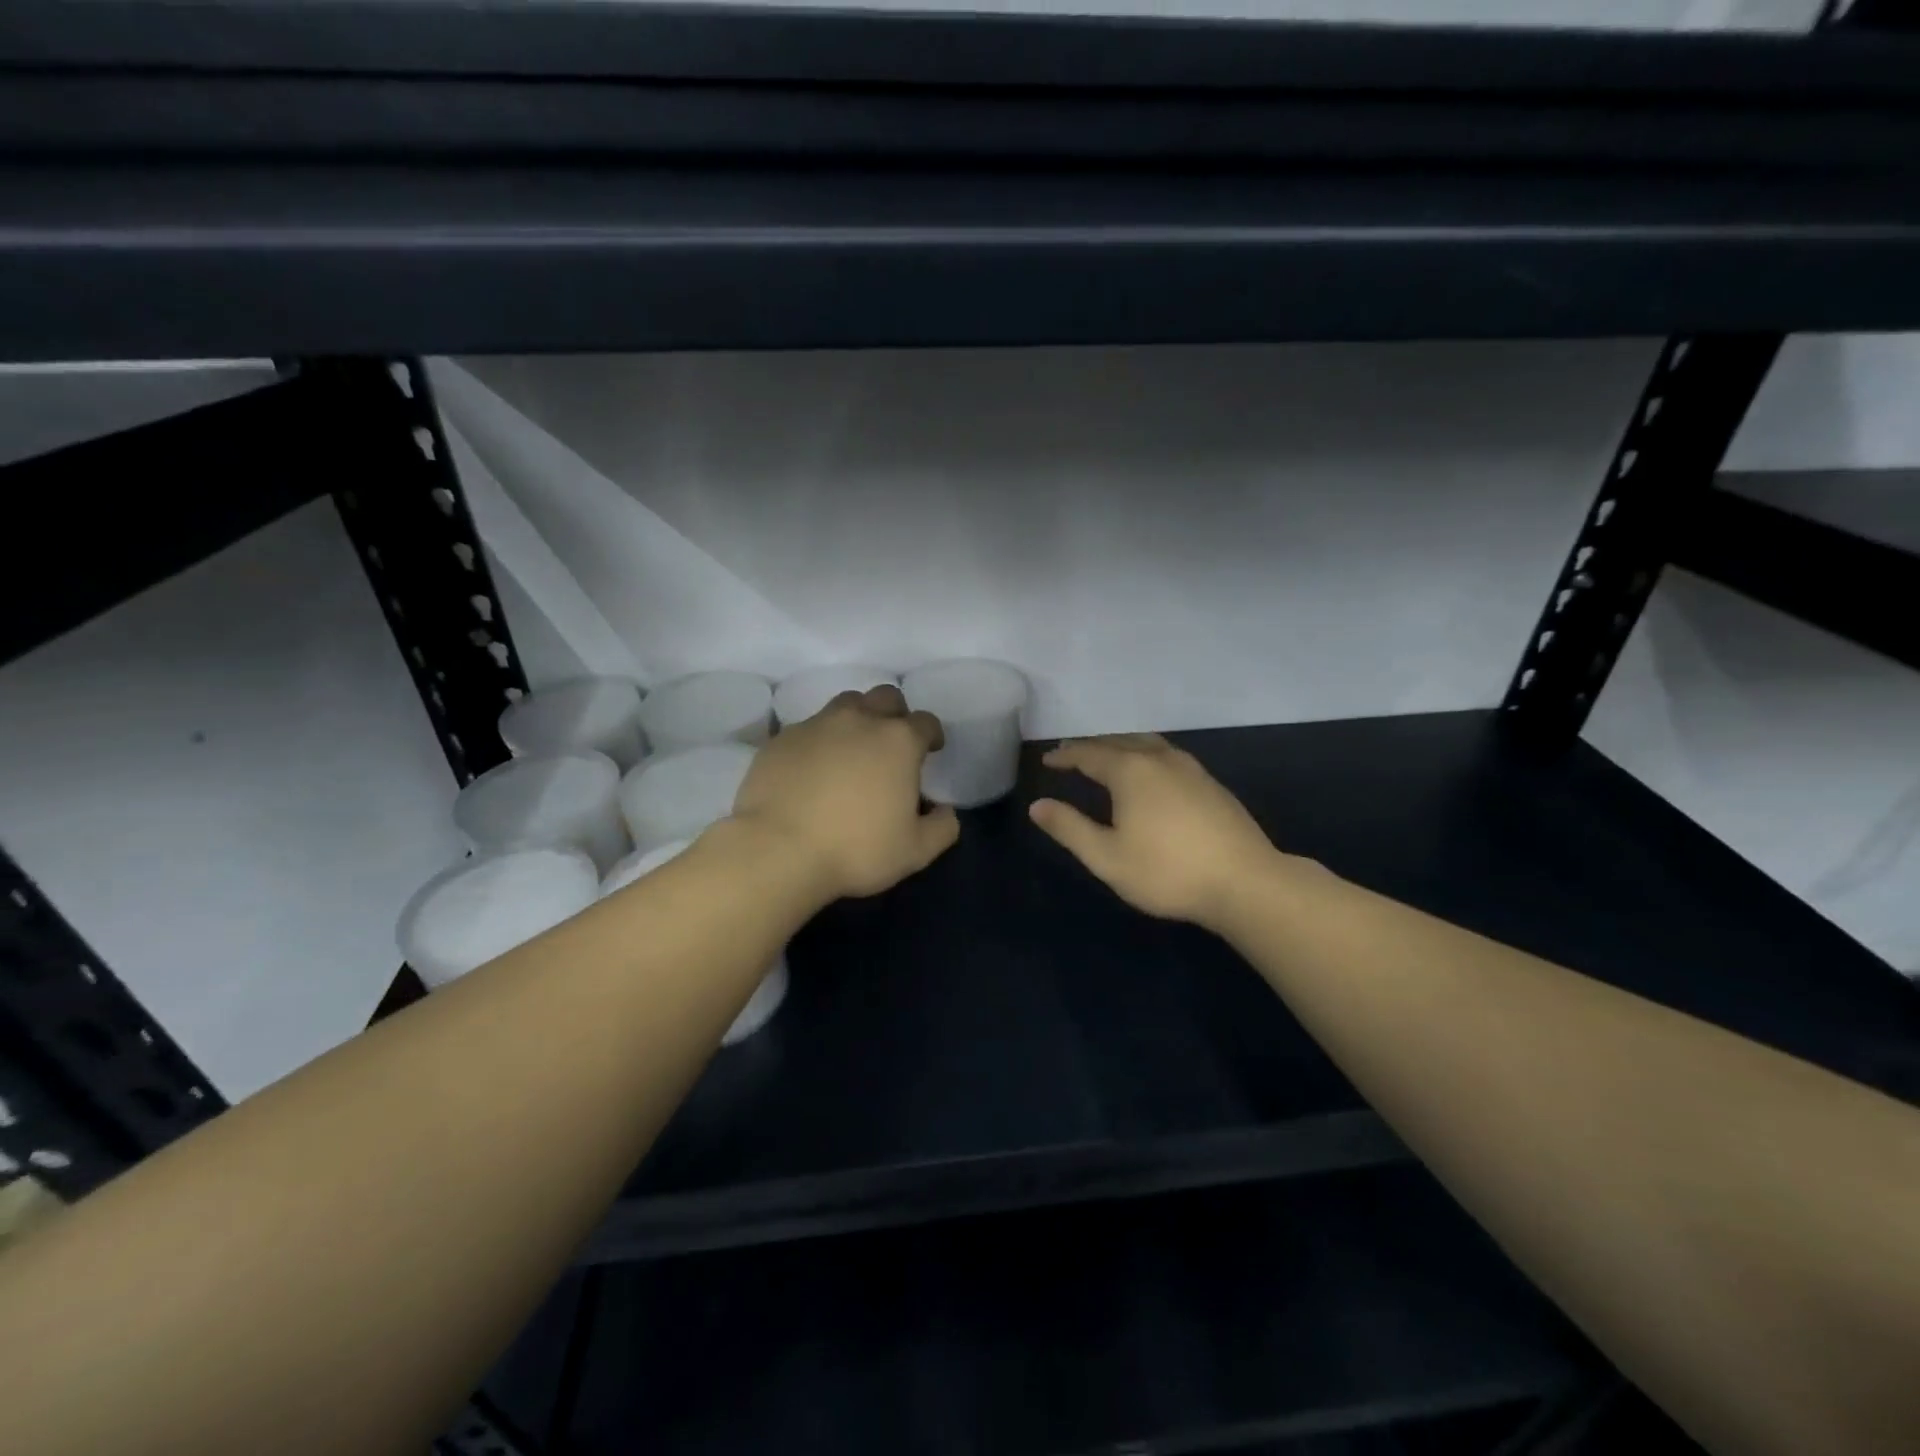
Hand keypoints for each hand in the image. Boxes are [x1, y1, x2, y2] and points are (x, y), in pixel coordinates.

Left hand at [731, 685, 959, 900]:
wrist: (778, 850)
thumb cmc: (856, 849)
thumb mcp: (915, 851)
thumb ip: (942, 828)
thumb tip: (946, 812)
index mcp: (898, 741)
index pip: (926, 722)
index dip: (932, 734)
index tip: (931, 750)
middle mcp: (859, 721)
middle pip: (885, 697)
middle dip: (895, 713)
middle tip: (892, 743)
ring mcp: (816, 725)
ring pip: (845, 705)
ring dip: (856, 719)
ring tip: (852, 750)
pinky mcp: (782, 739)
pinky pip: (808, 729)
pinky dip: (819, 742)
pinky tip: (813, 769)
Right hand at [1030, 734, 1278, 931]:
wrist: (1245, 882)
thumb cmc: (1167, 872)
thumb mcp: (1107, 857)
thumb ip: (1069, 828)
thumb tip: (1037, 806)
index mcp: (1130, 771)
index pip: (1088, 753)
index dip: (1065, 756)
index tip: (1048, 760)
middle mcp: (1159, 759)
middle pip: (1118, 741)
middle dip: (1091, 746)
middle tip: (1071, 754)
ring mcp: (1190, 768)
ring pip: (1147, 743)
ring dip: (1121, 745)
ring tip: (1107, 756)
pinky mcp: (1211, 783)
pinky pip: (1167, 754)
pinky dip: (1145, 754)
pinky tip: (1150, 773)